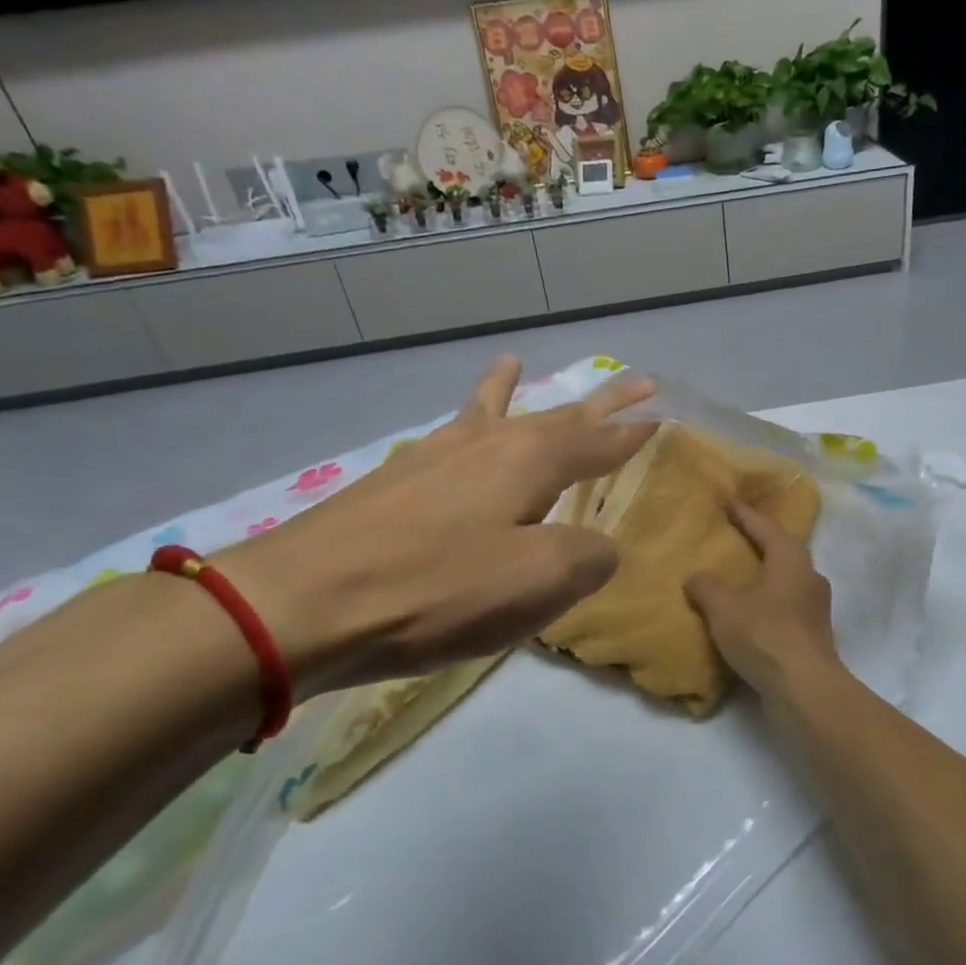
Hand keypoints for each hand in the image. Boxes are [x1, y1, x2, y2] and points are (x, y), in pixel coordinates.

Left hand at [221, 357, 657, 694]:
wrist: (304, 601)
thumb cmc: (435, 589)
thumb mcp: (536, 581)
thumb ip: (586, 558)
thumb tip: (598, 547)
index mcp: (529, 462)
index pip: (598, 441)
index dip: (632, 432)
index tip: (661, 414)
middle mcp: (488, 445)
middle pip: (556, 415)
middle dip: (598, 402)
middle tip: (635, 380)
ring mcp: (436, 457)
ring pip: (490, 412)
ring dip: (513, 391)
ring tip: (514, 362)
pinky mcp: (396, 481)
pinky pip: (448, 435)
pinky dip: (462, 420)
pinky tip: (457, 426)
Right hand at [684, 500, 842, 701]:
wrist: (804, 688)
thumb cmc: (764, 635)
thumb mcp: (724, 608)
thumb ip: (706, 587)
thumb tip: (695, 577)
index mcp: (790, 559)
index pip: (765, 526)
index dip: (744, 514)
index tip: (728, 502)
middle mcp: (809, 575)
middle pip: (782, 550)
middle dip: (759, 542)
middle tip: (735, 536)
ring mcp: (816, 606)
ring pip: (786, 580)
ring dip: (765, 575)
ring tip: (739, 576)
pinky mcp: (814, 633)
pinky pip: (787, 605)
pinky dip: (768, 602)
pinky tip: (751, 612)